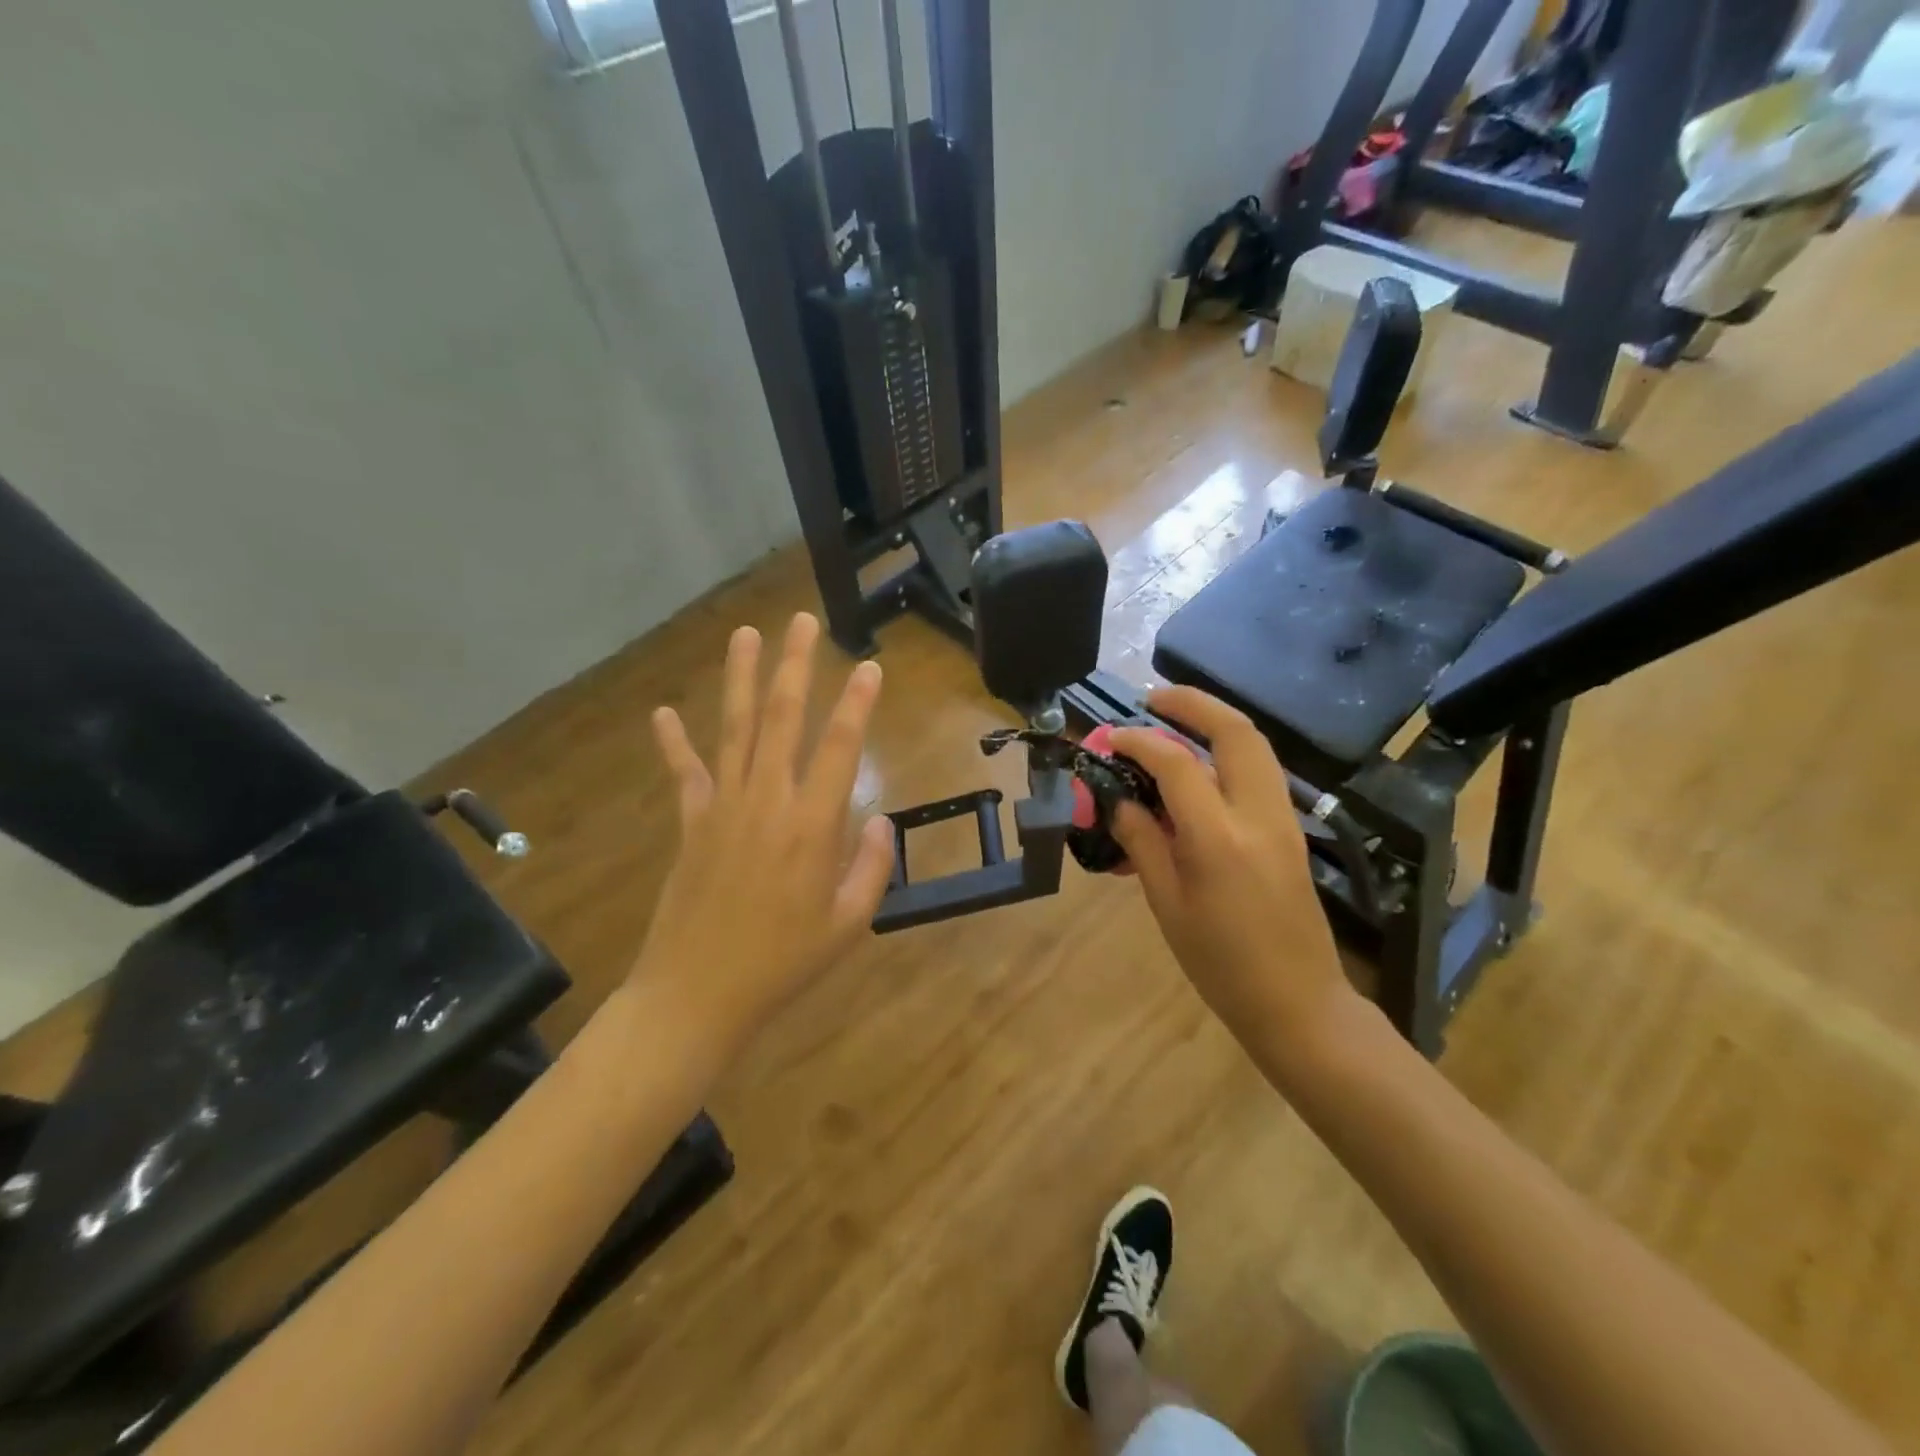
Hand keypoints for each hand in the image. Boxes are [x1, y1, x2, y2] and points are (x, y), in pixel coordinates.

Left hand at [631, 613, 894, 1056]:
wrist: (697, 994)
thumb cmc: (783, 963)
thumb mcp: (847, 924)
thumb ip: (872, 868)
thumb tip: (883, 821)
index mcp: (811, 825)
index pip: (839, 748)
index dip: (856, 704)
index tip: (870, 667)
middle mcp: (767, 801)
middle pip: (782, 719)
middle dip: (794, 666)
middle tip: (801, 622)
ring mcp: (723, 807)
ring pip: (735, 729)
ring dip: (740, 679)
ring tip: (745, 635)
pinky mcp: (692, 824)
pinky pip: (685, 773)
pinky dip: (674, 742)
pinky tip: (662, 711)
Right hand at [1108, 687, 1354, 1055]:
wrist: (1298, 1002)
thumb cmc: (1221, 964)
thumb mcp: (1167, 905)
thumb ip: (1143, 843)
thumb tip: (1118, 800)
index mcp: (1219, 838)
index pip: (1177, 764)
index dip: (1139, 742)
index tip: (1111, 738)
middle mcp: (1257, 815)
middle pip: (1235, 732)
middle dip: (1193, 703)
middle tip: (1153, 698)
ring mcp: (1282, 819)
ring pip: (1255, 745)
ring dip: (1214, 720)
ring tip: (1174, 718)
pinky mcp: (1290, 830)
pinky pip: (1259, 771)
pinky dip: (1228, 750)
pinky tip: (1199, 763)